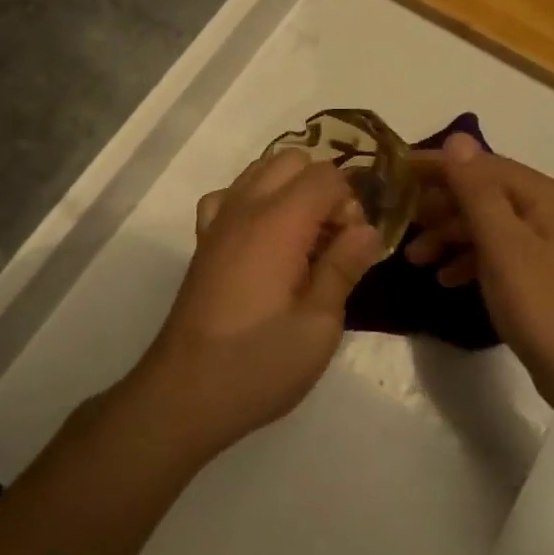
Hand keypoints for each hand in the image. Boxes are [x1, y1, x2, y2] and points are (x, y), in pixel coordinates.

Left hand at [137, 149, 383, 457]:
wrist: (184, 394)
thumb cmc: (259, 363)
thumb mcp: (319, 325)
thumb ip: (344, 267)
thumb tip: (368, 230)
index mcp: (278, 223)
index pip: (326, 174)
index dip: (350, 204)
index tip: (352, 248)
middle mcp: (245, 208)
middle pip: (293, 160)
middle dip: (323, 189)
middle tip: (331, 242)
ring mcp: (218, 222)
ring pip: (261, 170)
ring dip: (290, 191)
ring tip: (302, 242)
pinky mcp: (203, 242)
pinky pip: (231, 196)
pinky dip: (253, 202)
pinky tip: (262, 240)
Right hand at [405, 135, 553, 417]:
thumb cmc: (543, 306)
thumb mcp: (503, 246)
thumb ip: (477, 191)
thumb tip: (457, 138)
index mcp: (545, 195)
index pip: (482, 165)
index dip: (439, 167)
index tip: (396, 174)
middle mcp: (550, 209)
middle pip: (485, 193)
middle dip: (442, 207)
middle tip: (402, 223)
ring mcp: (549, 242)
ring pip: (489, 225)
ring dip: (451, 236)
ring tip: (415, 259)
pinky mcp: (543, 272)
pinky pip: (499, 252)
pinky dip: (471, 260)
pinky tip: (446, 279)